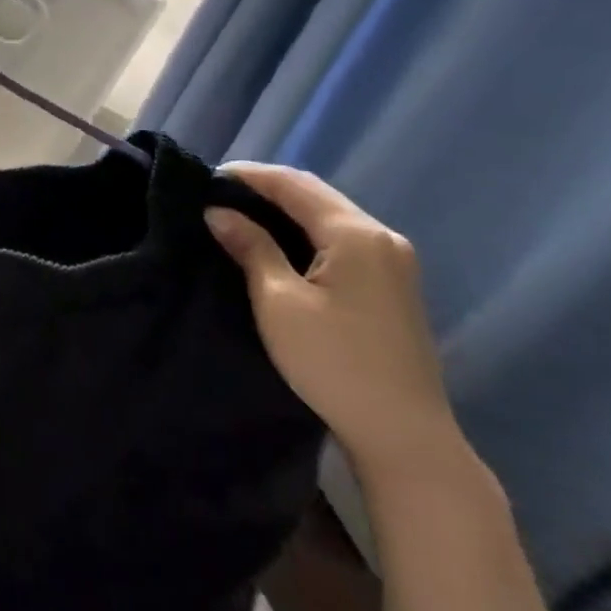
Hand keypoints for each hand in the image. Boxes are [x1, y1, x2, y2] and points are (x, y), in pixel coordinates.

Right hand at [205, 164, 463, 482]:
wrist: (404, 436)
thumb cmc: (334, 362)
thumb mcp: (279, 302)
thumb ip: (251, 247)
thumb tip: (218, 211)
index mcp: (356, 234)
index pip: (294, 184)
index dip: (248, 175)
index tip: (205, 177)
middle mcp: (381, 236)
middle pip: (316, 194)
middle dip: (266, 187)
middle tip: (218, 193)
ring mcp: (393, 261)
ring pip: (329, 214)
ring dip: (286, 207)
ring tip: (240, 212)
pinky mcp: (393, 283)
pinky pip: (341, 237)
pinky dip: (306, 228)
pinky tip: (279, 239)